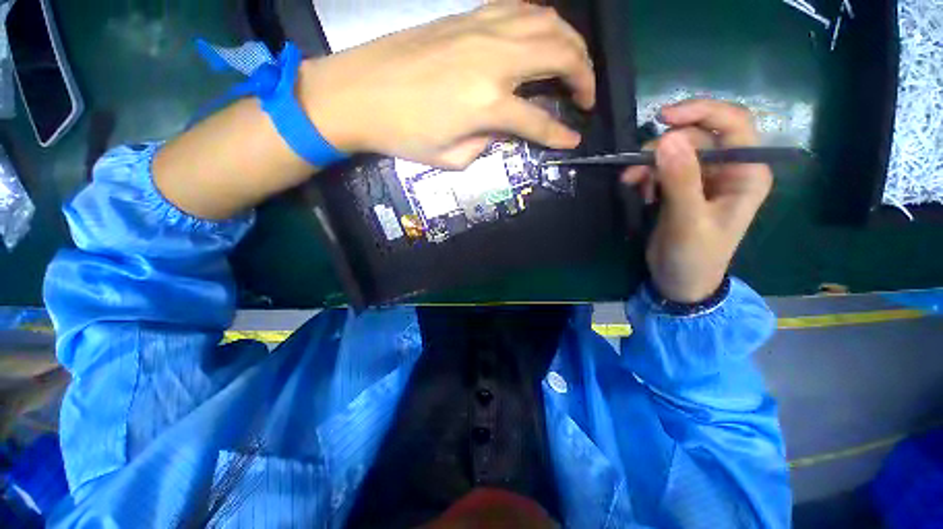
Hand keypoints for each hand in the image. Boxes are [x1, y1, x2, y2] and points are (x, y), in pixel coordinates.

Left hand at [297, 0, 595, 168]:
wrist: (358, 93)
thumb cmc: (402, 134)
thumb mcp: (451, 157)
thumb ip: (485, 144)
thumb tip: (501, 130)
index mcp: (488, 104)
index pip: (539, 122)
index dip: (560, 134)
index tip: (574, 140)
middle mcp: (494, 60)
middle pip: (560, 55)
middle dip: (585, 76)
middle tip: (587, 96)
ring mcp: (482, 30)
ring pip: (547, 21)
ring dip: (571, 42)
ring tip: (576, 64)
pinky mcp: (467, 16)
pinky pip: (519, 7)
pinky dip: (541, 20)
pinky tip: (543, 34)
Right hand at [622, 100, 772, 303]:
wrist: (679, 281)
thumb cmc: (695, 257)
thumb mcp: (688, 221)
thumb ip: (681, 181)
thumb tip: (667, 139)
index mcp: (746, 172)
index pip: (732, 125)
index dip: (700, 112)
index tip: (663, 118)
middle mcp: (729, 169)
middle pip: (697, 137)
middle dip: (662, 148)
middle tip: (634, 169)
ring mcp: (703, 178)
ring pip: (675, 152)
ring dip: (648, 164)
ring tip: (630, 183)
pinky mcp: (682, 188)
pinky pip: (662, 168)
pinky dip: (646, 175)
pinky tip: (637, 190)